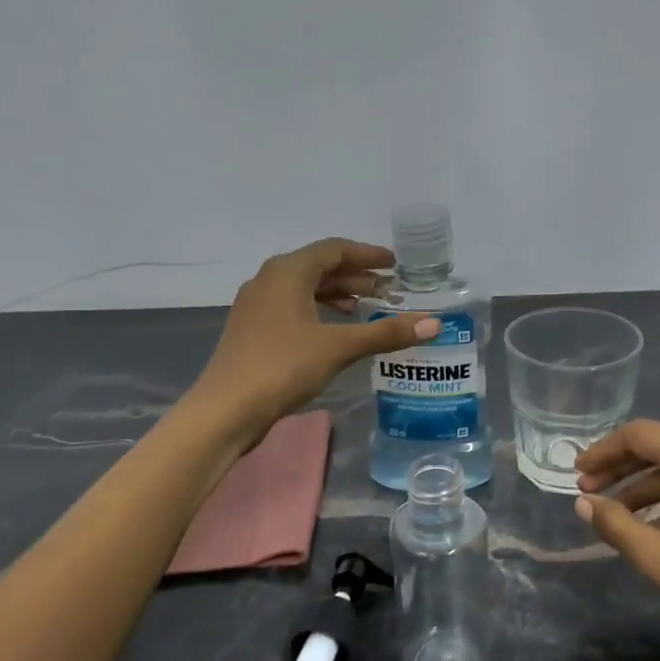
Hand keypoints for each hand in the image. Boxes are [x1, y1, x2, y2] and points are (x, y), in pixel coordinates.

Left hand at [193, 238, 438, 440]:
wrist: (225, 410)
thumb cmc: (282, 367)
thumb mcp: (339, 347)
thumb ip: (385, 333)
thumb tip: (434, 324)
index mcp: (287, 271)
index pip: (334, 250)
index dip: (367, 255)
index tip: (395, 263)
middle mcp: (269, 279)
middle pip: (319, 267)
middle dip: (356, 275)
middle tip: (389, 289)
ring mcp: (257, 305)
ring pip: (305, 288)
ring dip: (338, 294)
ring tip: (367, 308)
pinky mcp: (253, 329)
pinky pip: (293, 306)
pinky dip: (320, 310)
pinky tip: (336, 331)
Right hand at [575, 421, 659, 660]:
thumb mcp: (658, 557)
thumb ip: (614, 523)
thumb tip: (582, 503)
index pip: (640, 435)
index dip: (603, 451)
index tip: (576, 473)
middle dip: (623, 468)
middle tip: (588, 492)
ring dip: (649, 484)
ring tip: (616, 512)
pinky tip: (656, 521)